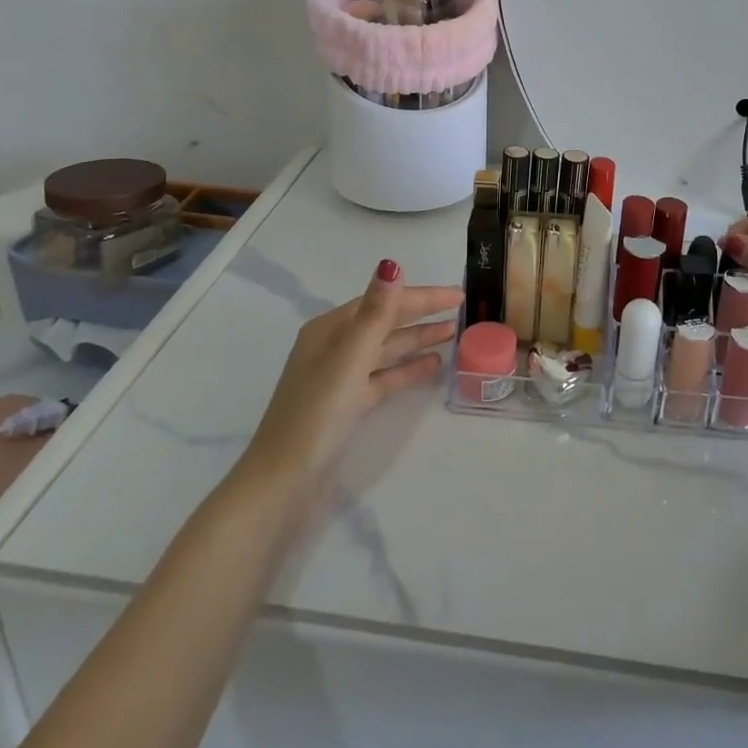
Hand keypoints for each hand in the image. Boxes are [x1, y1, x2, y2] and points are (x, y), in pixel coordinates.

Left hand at [241, 261, 459, 490]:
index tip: (457, 295)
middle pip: (385, 322)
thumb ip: (376, 313)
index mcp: (330, 329)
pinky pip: (384, 377)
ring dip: (417, 340)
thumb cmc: (317, 413)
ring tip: (453, 333)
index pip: (382, 301)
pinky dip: (407, 369)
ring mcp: (340, 378)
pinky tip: (433, 366)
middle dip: (421, 314)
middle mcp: (334, 347)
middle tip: (462, 309)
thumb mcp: (350, 358)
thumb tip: (391, 264)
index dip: (420, 296)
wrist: (284, 482)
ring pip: (386, 349)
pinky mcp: (347, 406)